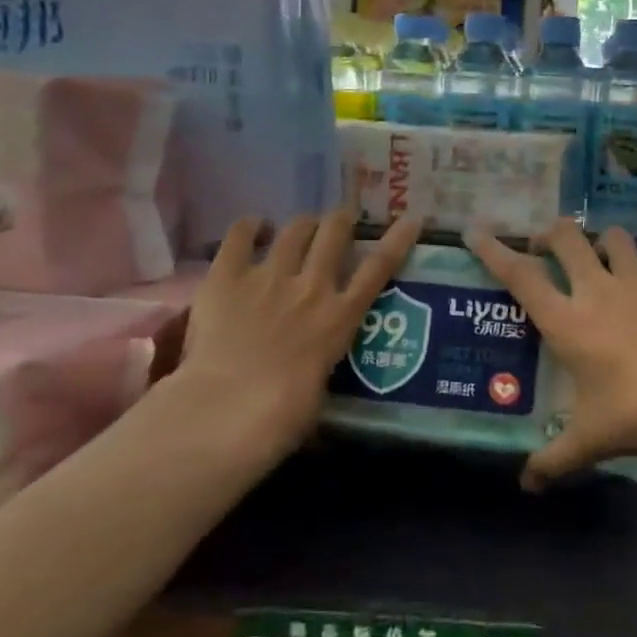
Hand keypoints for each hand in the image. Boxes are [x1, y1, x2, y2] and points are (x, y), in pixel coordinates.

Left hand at [173, 210, 421, 457]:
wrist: (228, 409)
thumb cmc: (282, 417)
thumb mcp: (321, 392)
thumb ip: (322, 366)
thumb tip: (315, 369)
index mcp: (340, 317)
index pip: (379, 267)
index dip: (397, 239)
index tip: (410, 220)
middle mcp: (311, 286)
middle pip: (334, 233)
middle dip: (340, 221)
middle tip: (339, 221)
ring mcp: (268, 276)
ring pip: (295, 230)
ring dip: (302, 225)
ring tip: (300, 228)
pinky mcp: (227, 276)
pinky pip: (240, 235)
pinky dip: (250, 226)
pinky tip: (254, 227)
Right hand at [464, 220, 636, 488]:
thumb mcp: (593, 440)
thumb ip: (555, 460)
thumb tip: (527, 484)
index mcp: (568, 321)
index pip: (522, 276)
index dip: (494, 252)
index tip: (475, 231)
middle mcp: (598, 292)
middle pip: (566, 238)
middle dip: (547, 234)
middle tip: (541, 250)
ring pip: (612, 239)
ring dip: (596, 241)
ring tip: (592, 260)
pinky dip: (634, 280)